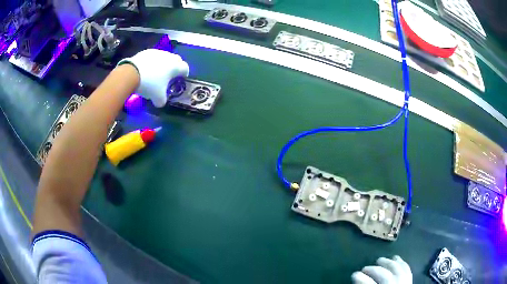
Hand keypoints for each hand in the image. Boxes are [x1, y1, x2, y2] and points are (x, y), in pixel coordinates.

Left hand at [118, 49, 188, 106]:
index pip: (185, 68)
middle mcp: (169, 57)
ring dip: (164, 64)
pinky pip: (154, 57)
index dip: (184, 74)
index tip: (181, 79)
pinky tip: (147, 69)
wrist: (131, 73)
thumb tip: (161, 102)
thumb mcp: (158, 98)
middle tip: (170, 75)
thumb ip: (162, 100)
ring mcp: (158, 52)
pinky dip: (153, 62)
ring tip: (157, 73)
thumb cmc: (149, 84)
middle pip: (177, 60)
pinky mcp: (147, 51)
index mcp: (175, 67)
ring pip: (165, 57)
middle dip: (175, 67)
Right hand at [351, 255, 411, 283]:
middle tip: (364, 268)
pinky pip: (407, 270)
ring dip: (388, 263)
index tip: (354, 274)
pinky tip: (396, 259)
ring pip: (397, 270)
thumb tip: (356, 278)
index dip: (362, 279)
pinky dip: (401, 263)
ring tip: (380, 260)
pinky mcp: (410, 281)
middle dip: (374, 270)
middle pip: (385, 276)